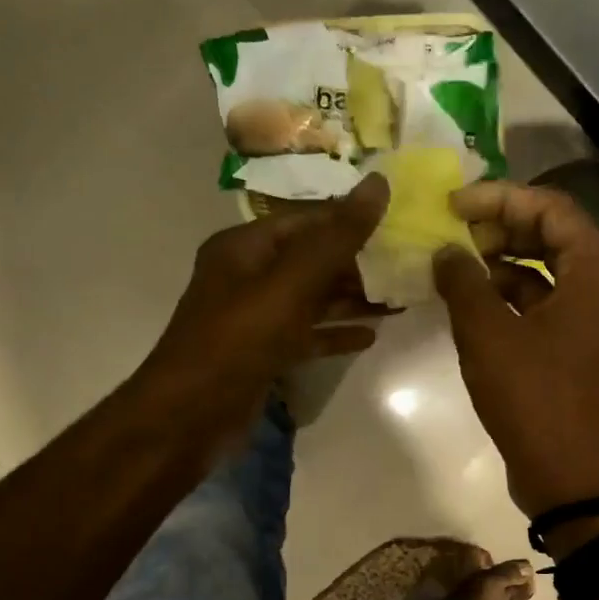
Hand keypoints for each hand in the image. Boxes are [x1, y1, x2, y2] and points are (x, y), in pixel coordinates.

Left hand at [137, 176, 390, 446]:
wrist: (190, 415)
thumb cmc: (239, 339)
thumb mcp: (291, 283)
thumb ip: (336, 237)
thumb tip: (378, 184)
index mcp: (246, 246)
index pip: (308, 219)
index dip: (351, 216)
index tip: (399, 220)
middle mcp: (249, 275)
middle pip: (312, 258)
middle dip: (359, 261)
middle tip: (408, 263)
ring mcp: (256, 317)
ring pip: (313, 298)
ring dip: (353, 298)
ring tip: (401, 298)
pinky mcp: (264, 353)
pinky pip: (307, 334)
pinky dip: (336, 333)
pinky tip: (371, 336)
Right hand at [434, 181, 598, 514]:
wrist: (568, 473)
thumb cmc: (533, 395)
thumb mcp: (488, 334)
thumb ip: (463, 282)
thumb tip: (446, 252)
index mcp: (594, 270)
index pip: (550, 207)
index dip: (499, 198)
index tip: (453, 206)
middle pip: (550, 234)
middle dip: (499, 227)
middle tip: (453, 234)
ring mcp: (588, 318)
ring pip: (544, 270)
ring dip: (500, 262)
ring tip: (453, 264)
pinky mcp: (572, 346)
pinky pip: (540, 302)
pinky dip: (507, 295)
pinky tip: (469, 300)